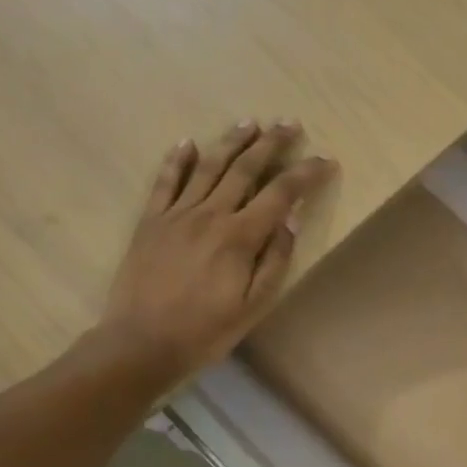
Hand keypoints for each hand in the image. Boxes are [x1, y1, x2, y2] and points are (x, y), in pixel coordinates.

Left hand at [97, 120, 336, 387]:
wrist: (141, 344)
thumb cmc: (206, 331)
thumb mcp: (254, 305)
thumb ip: (275, 259)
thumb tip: (290, 219)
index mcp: (240, 237)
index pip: (281, 194)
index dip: (306, 174)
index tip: (326, 160)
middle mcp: (210, 215)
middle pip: (245, 169)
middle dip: (271, 143)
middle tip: (290, 123)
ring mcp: (176, 215)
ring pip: (209, 167)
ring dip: (232, 141)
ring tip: (250, 122)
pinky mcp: (150, 222)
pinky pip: (165, 182)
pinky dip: (177, 160)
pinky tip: (188, 143)